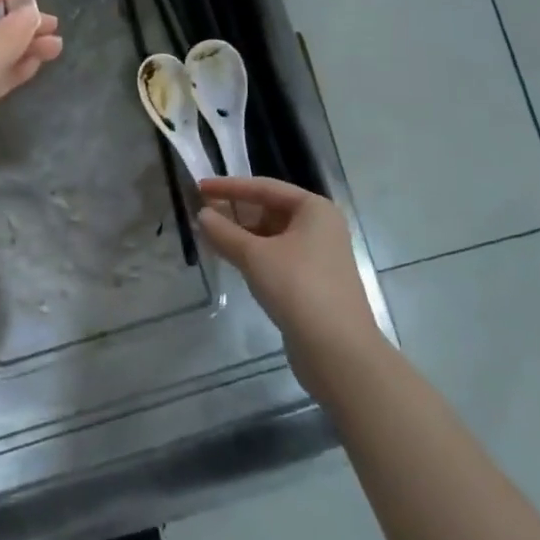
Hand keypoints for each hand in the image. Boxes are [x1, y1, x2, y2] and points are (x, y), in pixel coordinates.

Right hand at [198, 177, 381, 402]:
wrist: (340, 353)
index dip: (229, 186)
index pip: (264, 187)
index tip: (199, 187)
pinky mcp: (312, 282)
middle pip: (269, 210)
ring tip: (209, 236)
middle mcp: (320, 227)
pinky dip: (253, 255)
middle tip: (201, 213)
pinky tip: (231, 259)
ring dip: (241, 235)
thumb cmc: (298, 288)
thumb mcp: (255, 256)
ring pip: (271, 236)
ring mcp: (318, 256)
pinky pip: (276, 257)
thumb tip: (202, 215)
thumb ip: (225, 233)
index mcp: (314, 209)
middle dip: (235, 212)